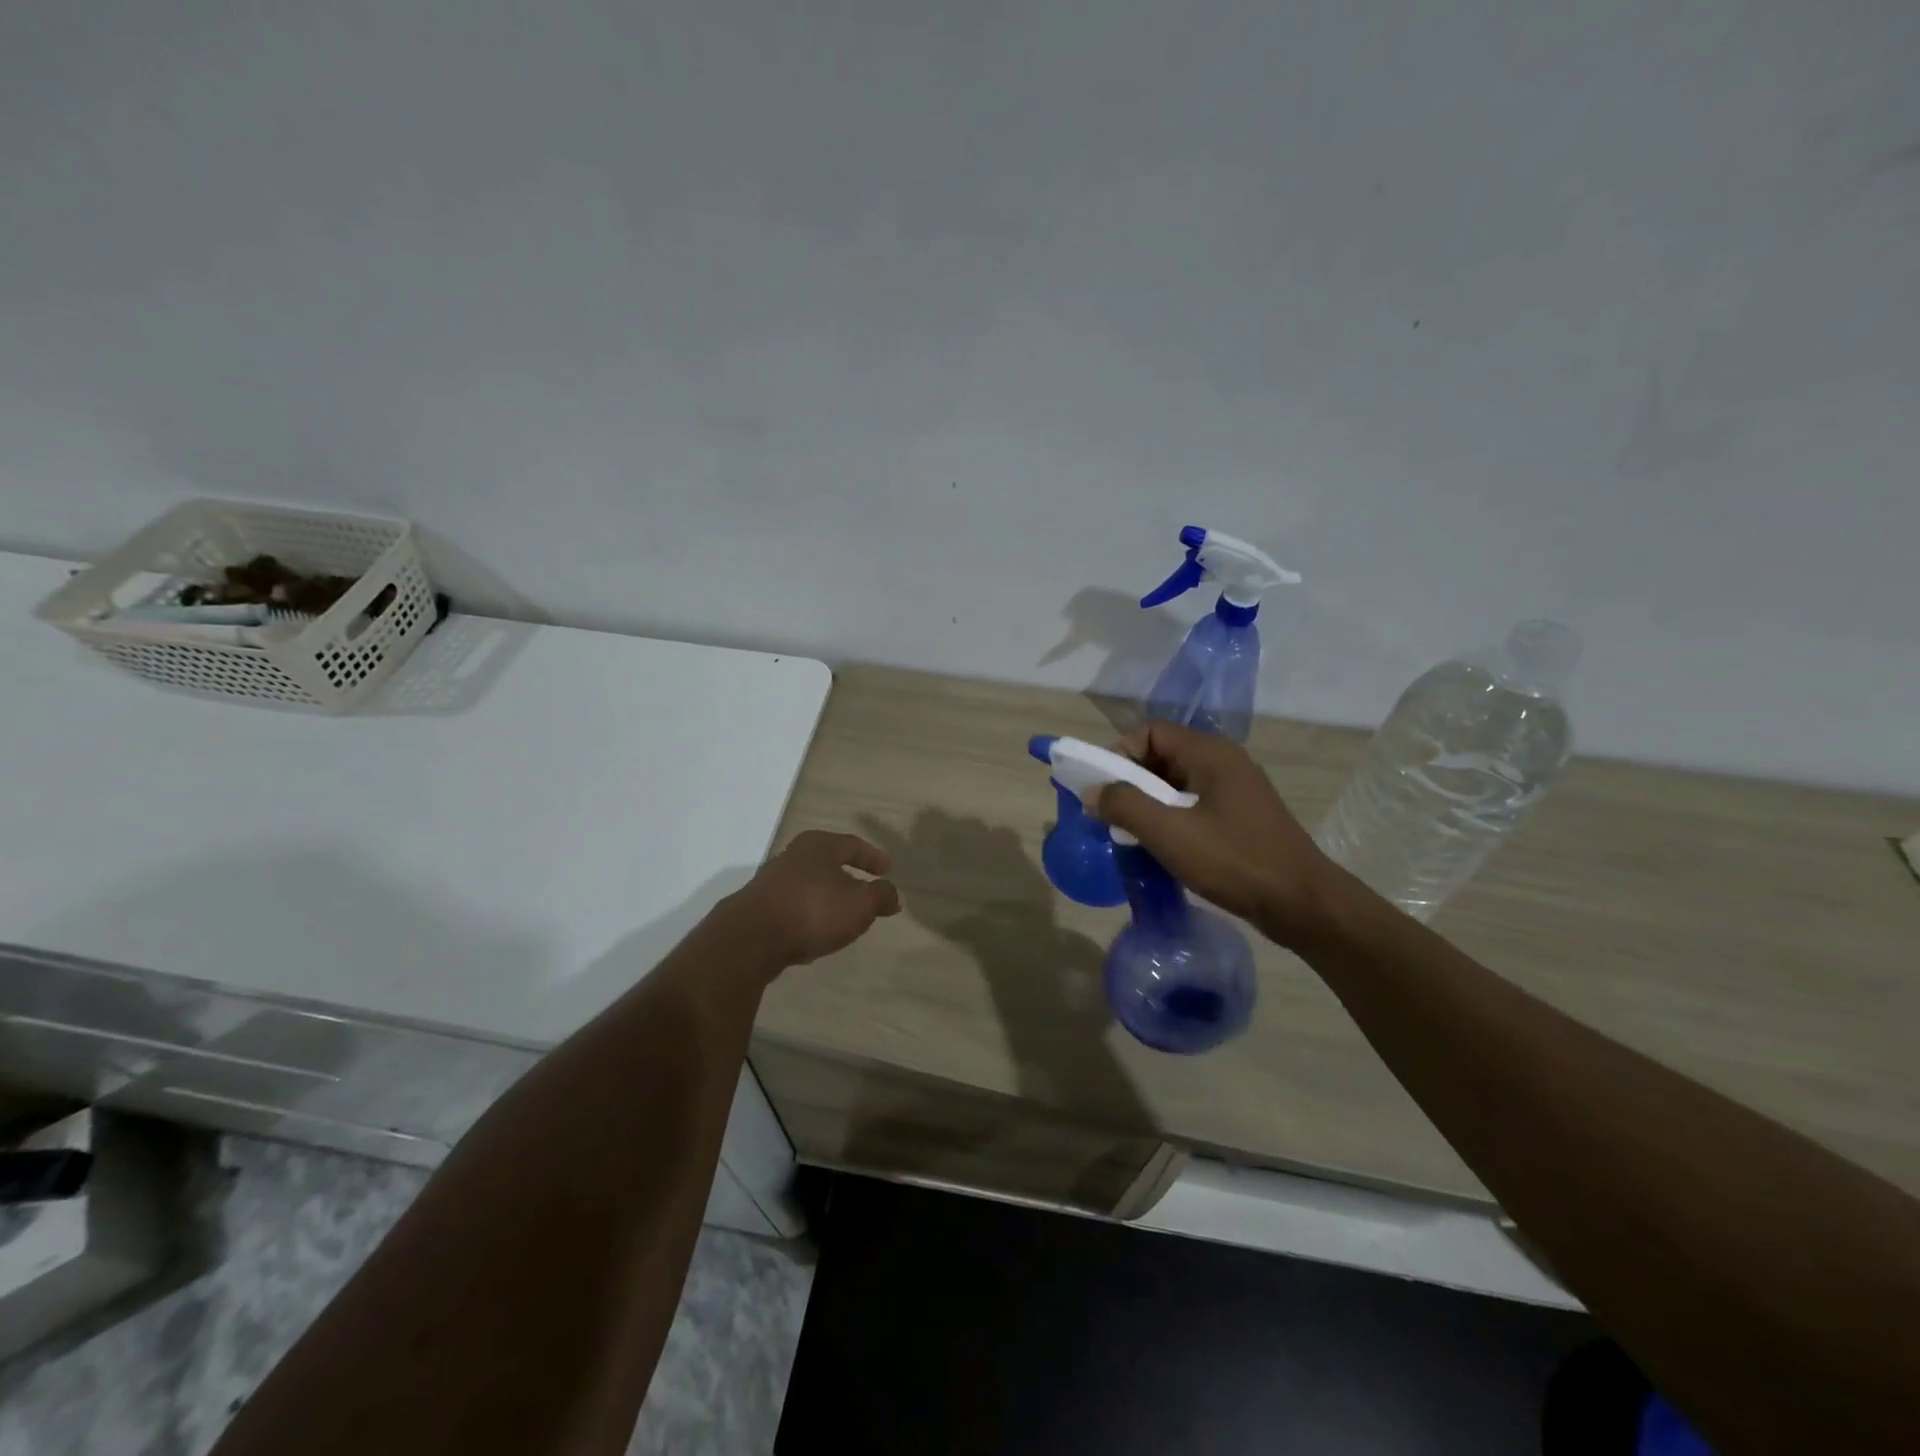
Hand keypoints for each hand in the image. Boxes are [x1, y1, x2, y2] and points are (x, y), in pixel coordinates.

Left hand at [727, 830, 901, 967]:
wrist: (751, 938)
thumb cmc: (814, 909)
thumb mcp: (860, 904)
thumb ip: (880, 896)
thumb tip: (892, 894)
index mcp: (819, 845)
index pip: (852, 845)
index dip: (872, 857)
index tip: (887, 868)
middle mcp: (793, 856)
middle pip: (827, 863)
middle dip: (848, 877)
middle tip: (866, 891)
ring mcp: (771, 882)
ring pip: (809, 886)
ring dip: (827, 898)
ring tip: (843, 916)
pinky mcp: (758, 909)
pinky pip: (793, 908)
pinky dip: (808, 916)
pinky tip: (815, 934)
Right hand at [1089, 721, 1338, 945]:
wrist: (1302, 904)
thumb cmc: (1234, 861)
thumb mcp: (1169, 833)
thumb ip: (1125, 806)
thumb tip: (1092, 791)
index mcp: (1210, 754)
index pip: (1151, 731)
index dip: (1121, 753)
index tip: (1104, 789)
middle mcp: (1224, 762)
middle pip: (1163, 755)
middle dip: (1132, 781)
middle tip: (1114, 815)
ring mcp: (1236, 790)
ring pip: (1178, 782)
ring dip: (1150, 803)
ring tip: (1134, 834)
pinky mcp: (1242, 817)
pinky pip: (1194, 804)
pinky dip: (1172, 818)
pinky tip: (1164, 847)